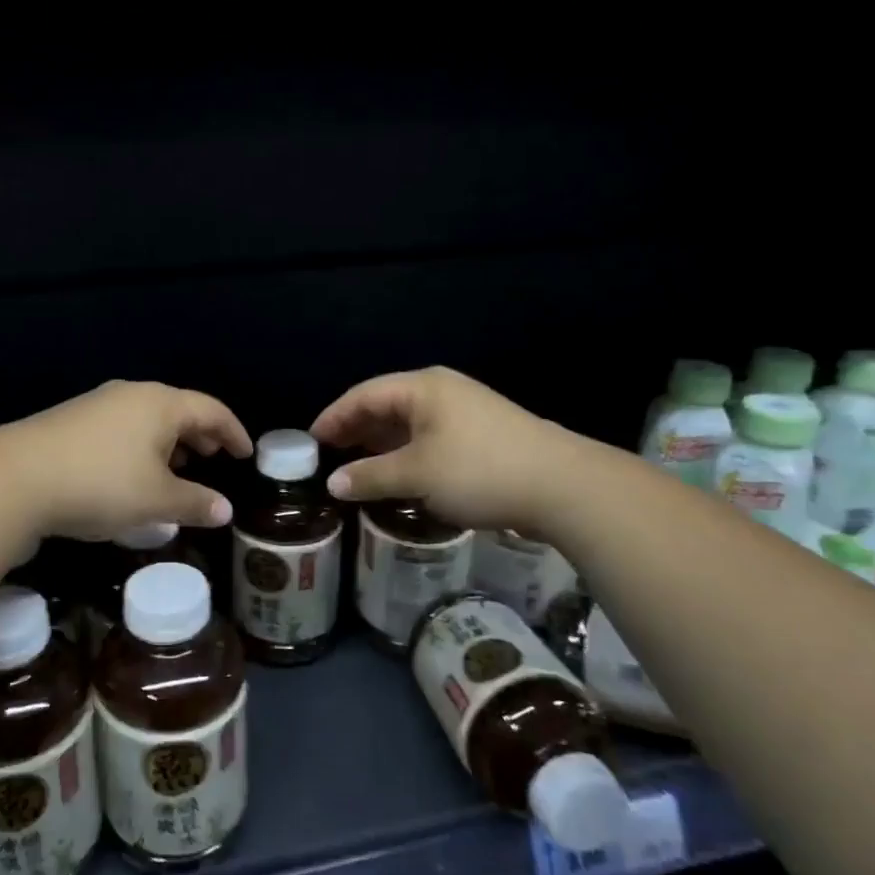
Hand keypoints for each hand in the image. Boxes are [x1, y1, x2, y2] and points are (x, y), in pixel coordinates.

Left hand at [1, 380, 252, 541]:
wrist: (16, 478)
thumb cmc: (101, 484)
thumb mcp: (156, 500)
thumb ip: (195, 503)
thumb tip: (225, 510)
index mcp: (161, 403)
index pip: (211, 410)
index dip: (233, 432)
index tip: (246, 454)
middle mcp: (132, 394)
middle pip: (178, 409)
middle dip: (200, 435)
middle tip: (213, 459)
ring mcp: (98, 404)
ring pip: (147, 419)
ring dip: (169, 442)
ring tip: (176, 470)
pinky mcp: (72, 421)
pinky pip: (122, 427)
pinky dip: (141, 446)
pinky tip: (133, 474)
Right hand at [311, 366, 578, 532]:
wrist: (563, 486)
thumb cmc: (480, 470)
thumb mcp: (417, 474)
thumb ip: (370, 476)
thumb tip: (333, 484)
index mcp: (422, 387)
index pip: (363, 395)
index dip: (333, 417)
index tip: (310, 441)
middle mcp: (441, 391)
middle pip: (385, 405)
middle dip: (355, 430)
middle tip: (328, 455)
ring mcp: (464, 412)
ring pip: (408, 423)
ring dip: (380, 444)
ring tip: (355, 466)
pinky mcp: (481, 435)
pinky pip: (429, 437)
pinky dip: (406, 453)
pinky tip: (397, 474)